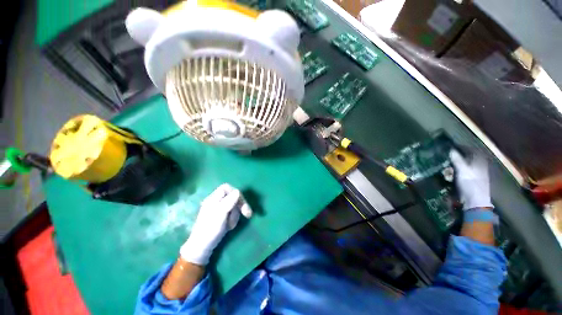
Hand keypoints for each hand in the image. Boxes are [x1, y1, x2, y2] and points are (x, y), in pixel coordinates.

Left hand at [180, 183, 251, 264]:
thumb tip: (238, 191)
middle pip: (233, 196)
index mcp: (213, 199)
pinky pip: (232, 213)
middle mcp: (216, 202)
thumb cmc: (210, 230)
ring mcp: (219, 209)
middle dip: (239, 206)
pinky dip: (233, 219)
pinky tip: (230, 226)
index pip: (226, 188)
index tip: (240, 202)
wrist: (202, 247)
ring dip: (235, 215)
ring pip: (234, 205)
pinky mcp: (222, 216)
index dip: (235, 192)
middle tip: (247, 214)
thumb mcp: (220, 215)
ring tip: (231, 225)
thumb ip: (229, 202)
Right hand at [450, 149, 492, 209]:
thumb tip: (451, 149)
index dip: (463, 148)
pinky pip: (459, 175)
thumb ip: (457, 159)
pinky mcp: (468, 183)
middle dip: (454, 160)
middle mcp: (478, 167)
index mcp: (479, 162)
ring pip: (461, 168)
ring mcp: (474, 176)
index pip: (472, 151)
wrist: (474, 202)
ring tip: (446, 172)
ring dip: (452, 169)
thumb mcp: (462, 170)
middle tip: (446, 161)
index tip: (452, 147)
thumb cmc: (470, 184)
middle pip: (465, 160)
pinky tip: (448, 178)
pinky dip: (453, 175)